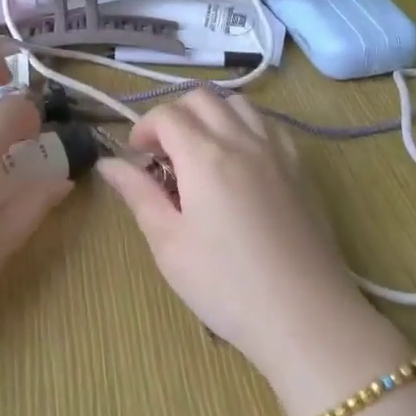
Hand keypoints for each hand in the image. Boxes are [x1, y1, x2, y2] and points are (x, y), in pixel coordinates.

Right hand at [97, 91, 378, 378]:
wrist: (306, 318)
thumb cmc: (226, 286)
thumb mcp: (168, 244)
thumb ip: (138, 194)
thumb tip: (109, 163)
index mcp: (204, 155)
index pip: (166, 115)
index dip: (143, 128)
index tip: (136, 157)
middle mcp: (240, 139)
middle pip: (200, 98)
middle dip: (174, 115)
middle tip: (164, 154)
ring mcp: (276, 150)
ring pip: (237, 103)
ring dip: (211, 114)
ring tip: (202, 151)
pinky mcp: (300, 167)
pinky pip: (268, 124)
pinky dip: (245, 125)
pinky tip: (241, 160)